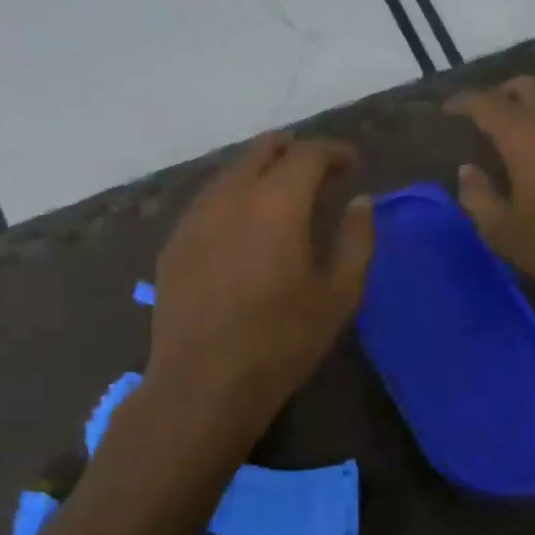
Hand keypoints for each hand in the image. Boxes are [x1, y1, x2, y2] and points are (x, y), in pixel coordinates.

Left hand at [148, 132, 373, 435]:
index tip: (352, 163)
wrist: (203, 384)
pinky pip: (209, 201)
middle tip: (319, 173)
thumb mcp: (338, 296)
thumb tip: (361, 202)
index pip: (306, 153)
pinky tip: (244, 229)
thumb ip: (356, 240)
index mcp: (275, 203)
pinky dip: (235, 199)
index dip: (333, 152)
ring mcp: (194, 218)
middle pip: (262, 150)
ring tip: (284, 199)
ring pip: (231, 173)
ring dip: (262, 173)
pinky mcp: (174, 243)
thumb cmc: (281, 342)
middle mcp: (229, 196)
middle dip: (295, 151)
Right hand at [446, 79, 534, 329]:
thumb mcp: (505, 233)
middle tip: (487, 114)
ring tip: (524, 120)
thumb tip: (468, 170)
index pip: (486, 102)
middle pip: (527, 85)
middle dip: (502, 94)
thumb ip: (479, 197)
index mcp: (525, 133)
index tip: (450, 109)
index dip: (464, 102)